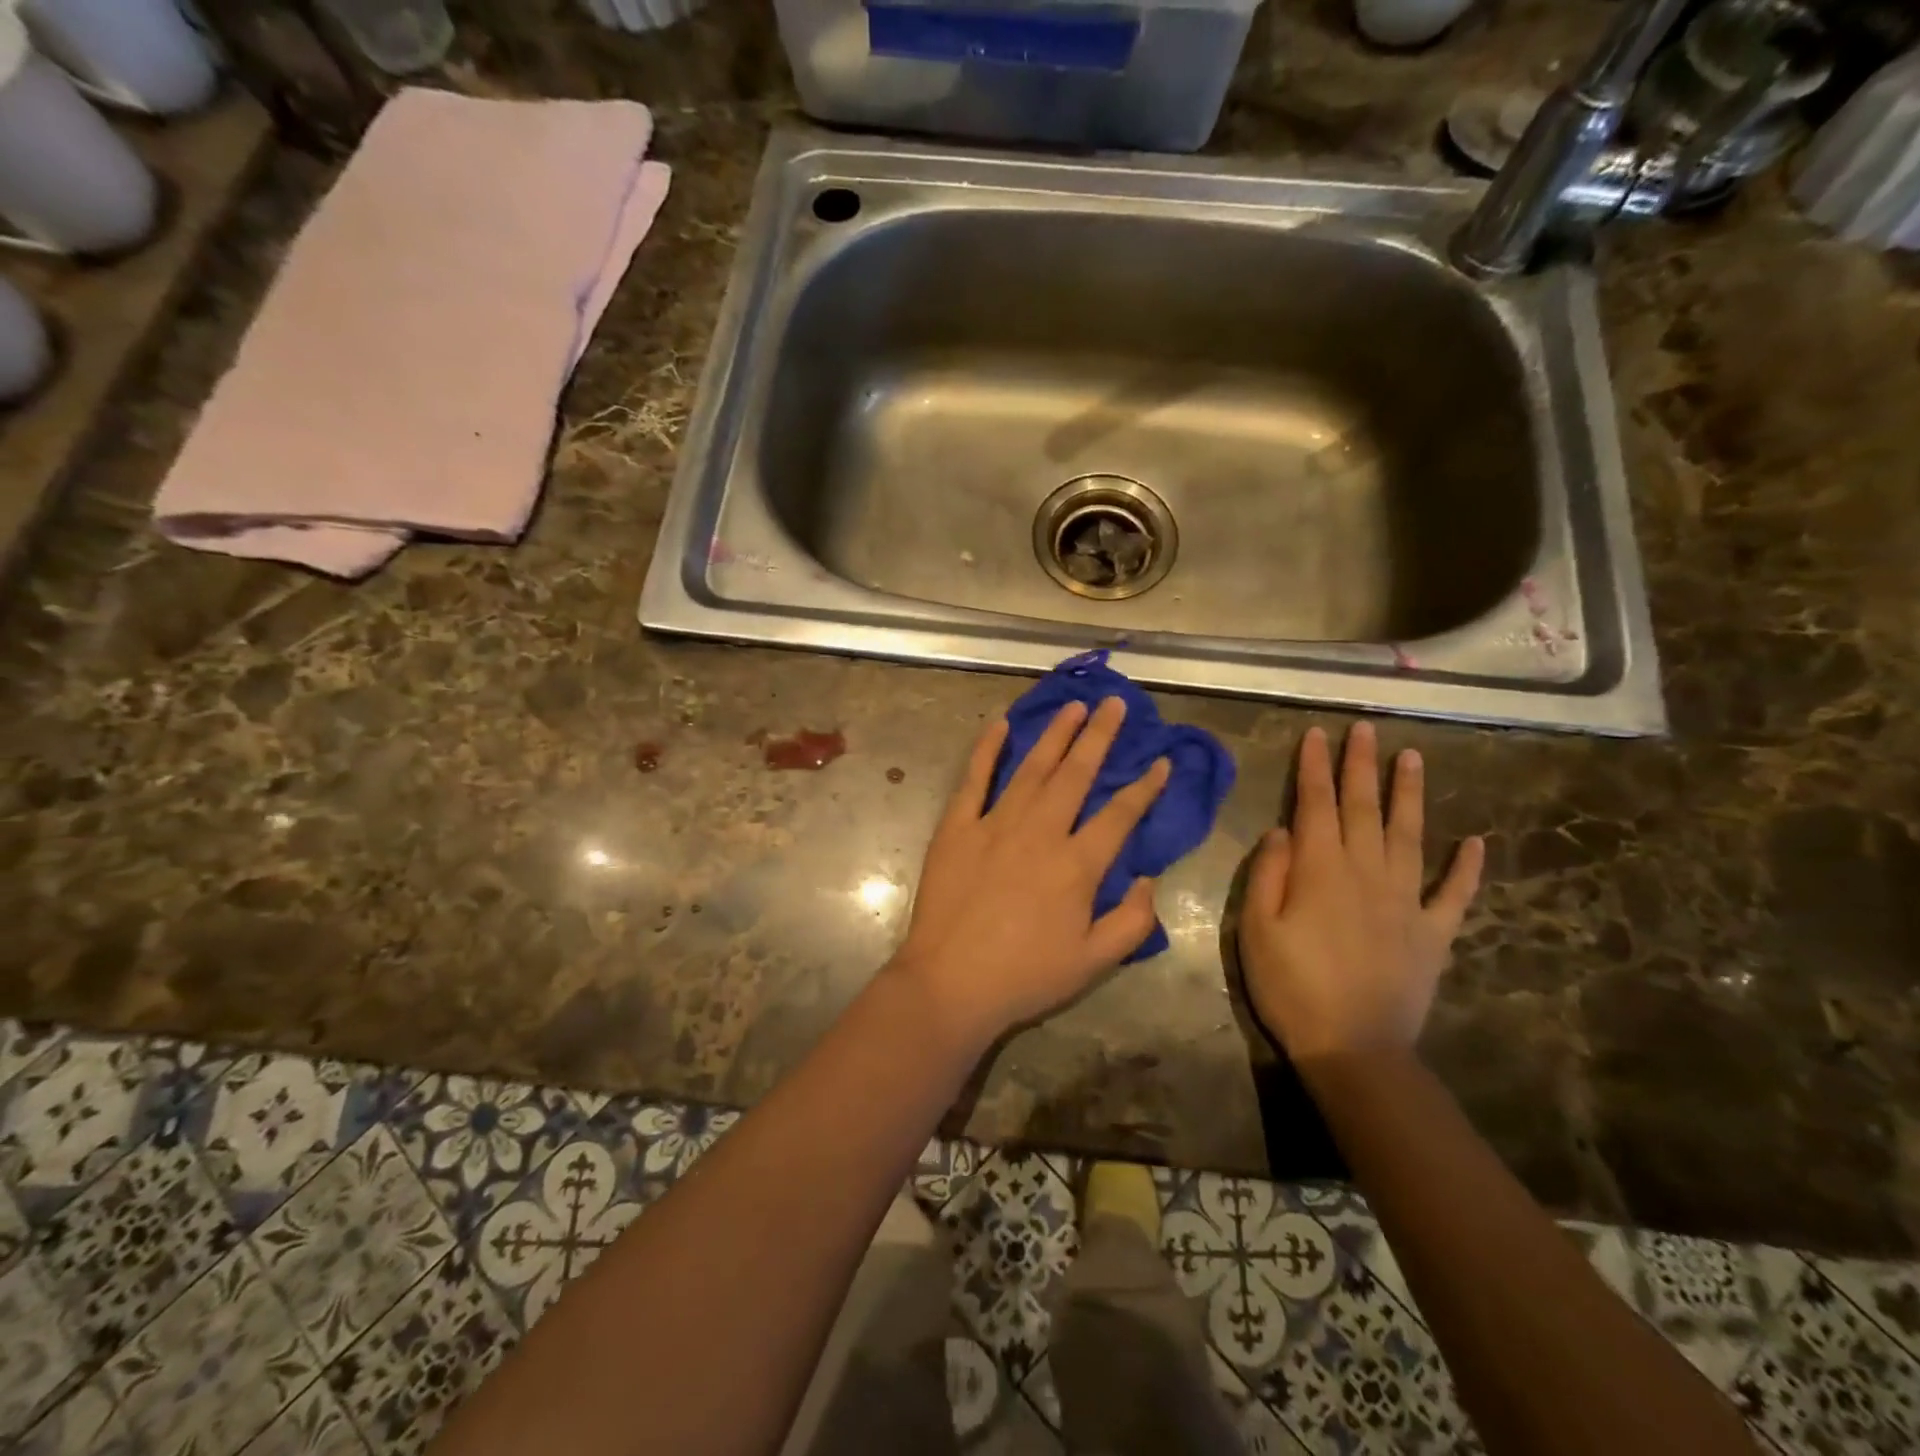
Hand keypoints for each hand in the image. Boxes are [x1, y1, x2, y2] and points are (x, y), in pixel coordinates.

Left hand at [892, 697, 1171, 1049]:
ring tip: (1073, 706)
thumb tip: (1148, 879)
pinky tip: (1001, 725)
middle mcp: (1040, 832)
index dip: (1145, 787)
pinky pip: (974, 779)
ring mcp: (995, 824)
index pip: (1120, 815)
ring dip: (1055, 734)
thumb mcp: (1094, 962)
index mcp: (1077, 865)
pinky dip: (987, 749)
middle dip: (1100, 737)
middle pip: (1076, 774)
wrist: (951, 982)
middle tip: (1115, 704)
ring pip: (1032, 768)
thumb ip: (1132, 921)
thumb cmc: (1025, 976)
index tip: (1162, 761)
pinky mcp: (957, 827)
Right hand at [1239, 722, 1483, 1065]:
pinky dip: (1467, 866)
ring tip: (1412, 758)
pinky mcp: (1432, 932)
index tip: (1317, 734)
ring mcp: (1406, 901)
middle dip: (1360, 766)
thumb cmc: (1291, 987)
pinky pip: (1454, 893)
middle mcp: (1366, 873)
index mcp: (1320, 870)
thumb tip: (1281, 830)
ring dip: (1409, 794)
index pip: (1315, 805)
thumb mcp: (1255, 930)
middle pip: (1362, 808)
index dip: (1315, 767)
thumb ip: (1267, 875)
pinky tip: (1475, 841)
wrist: (1353, 1048)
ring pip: (1409, 835)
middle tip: (1365, 728)